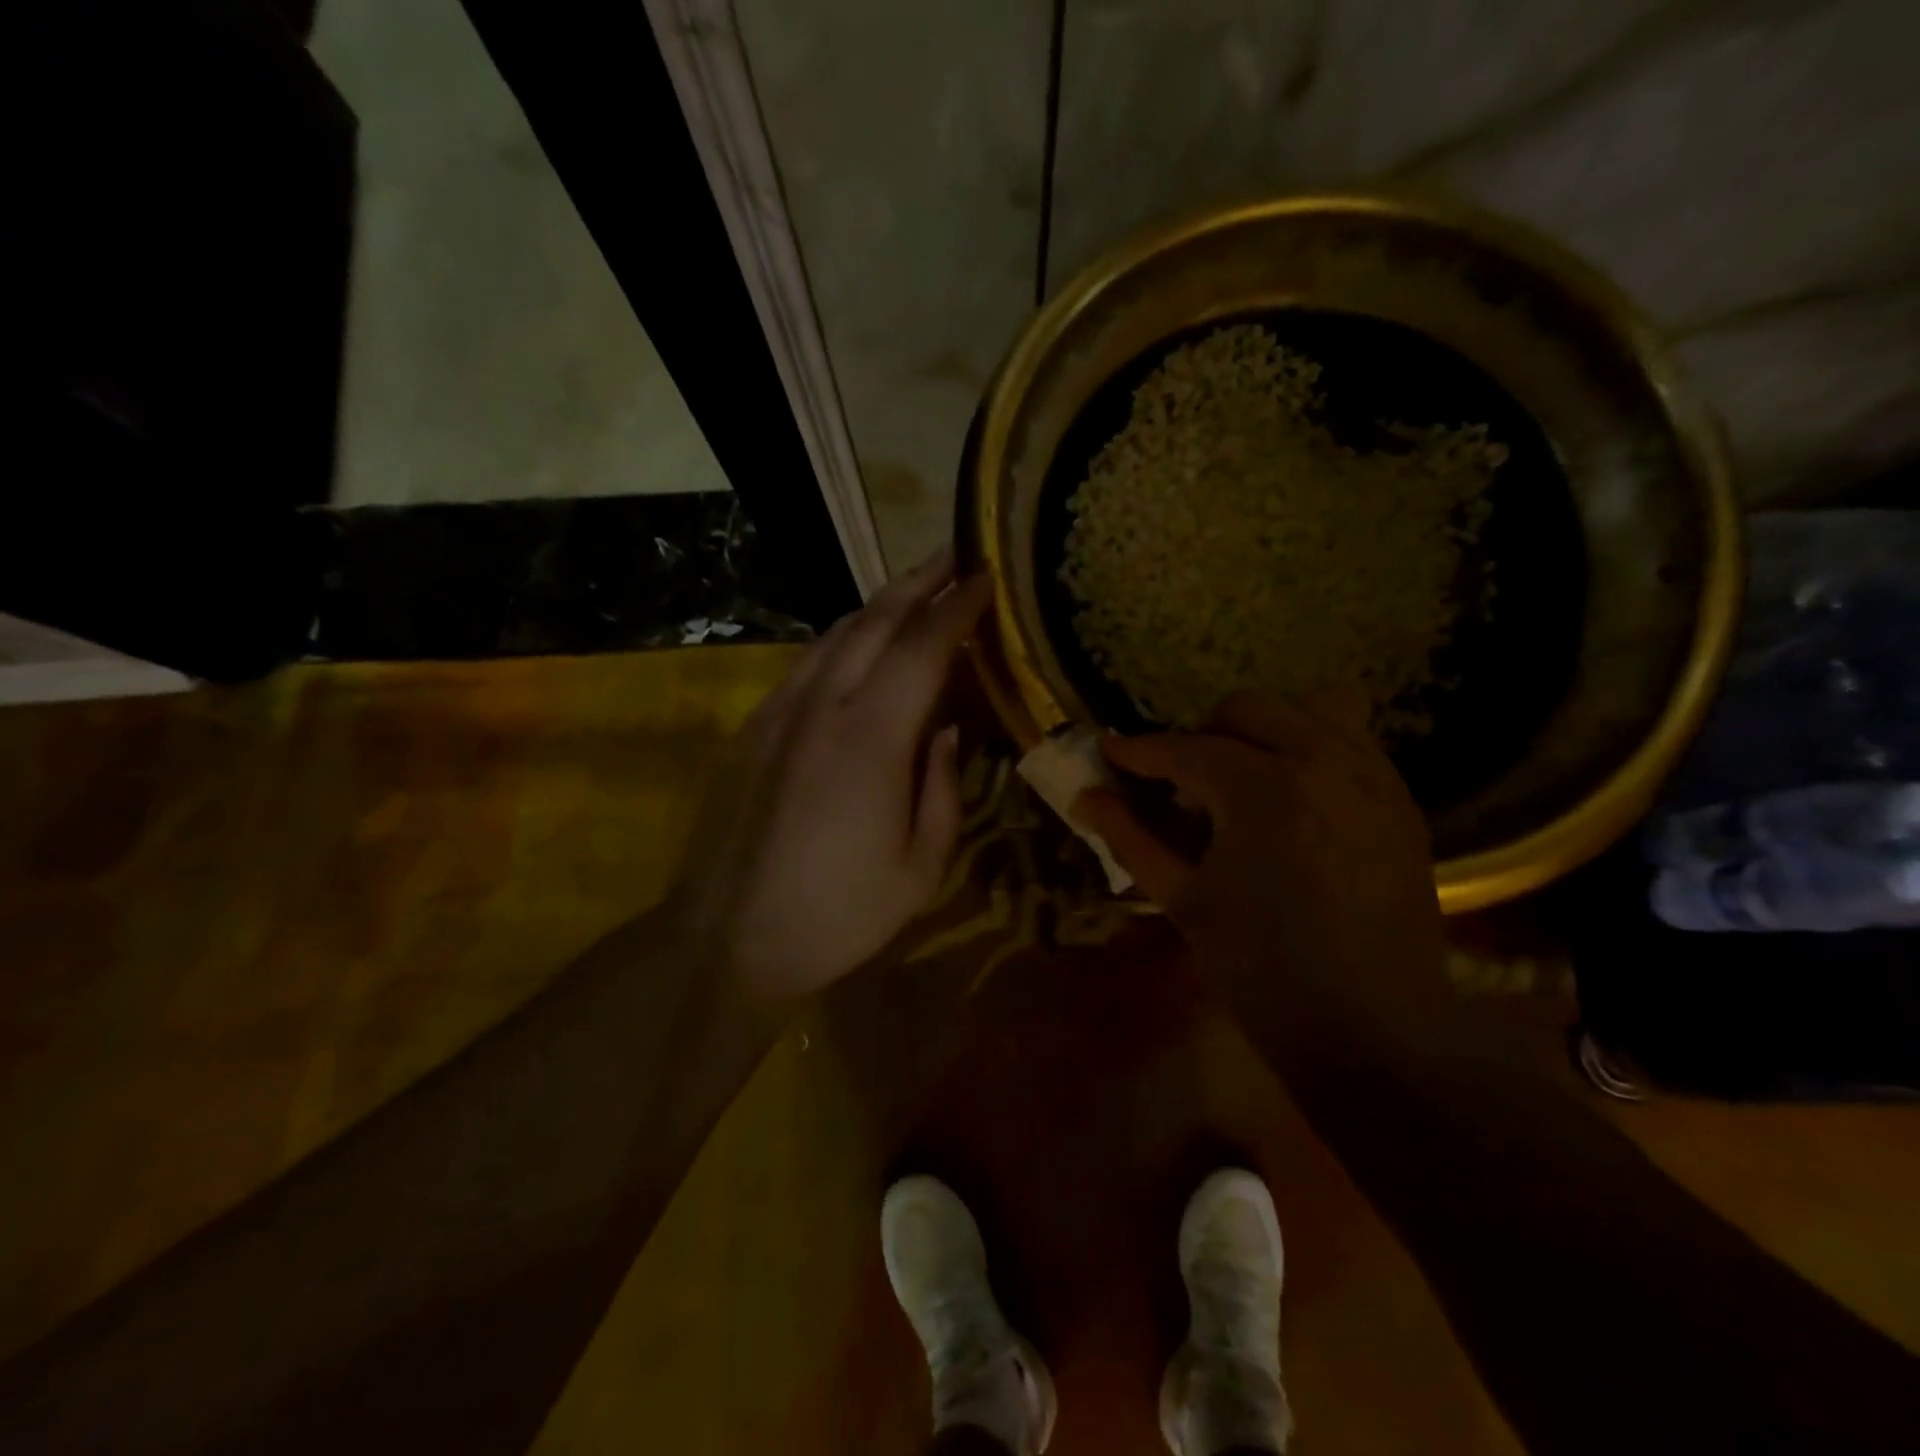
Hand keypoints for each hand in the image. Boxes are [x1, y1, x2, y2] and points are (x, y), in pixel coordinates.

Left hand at [664, 552, 991, 1010]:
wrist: (724, 940)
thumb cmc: (837, 914)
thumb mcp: (919, 867)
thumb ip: (942, 787)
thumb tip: (947, 730)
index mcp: (871, 738)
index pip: (923, 646)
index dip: (958, 606)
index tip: (986, 576)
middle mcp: (821, 706)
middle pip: (873, 620)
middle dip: (918, 581)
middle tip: (954, 556)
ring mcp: (778, 713)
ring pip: (834, 635)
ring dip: (878, 605)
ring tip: (914, 592)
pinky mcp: (752, 729)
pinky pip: (806, 664)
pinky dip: (843, 640)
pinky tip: (858, 648)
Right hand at [1072, 692, 1444, 993]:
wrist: (1373, 1031)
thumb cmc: (1262, 970)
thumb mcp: (1184, 900)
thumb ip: (1131, 838)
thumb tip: (1086, 798)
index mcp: (1261, 788)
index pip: (1184, 749)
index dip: (1139, 751)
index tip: (1112, 754)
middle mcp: (1322, 761)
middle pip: (1247, 710)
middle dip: (1203, 737)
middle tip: (1185, 786)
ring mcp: (1372, 777)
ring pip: (1311, 707)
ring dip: (1265, 731)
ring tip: (1245, 780)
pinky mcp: (1400, 801)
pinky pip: (1352, 742)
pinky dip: (1313, 749)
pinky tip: (1294, 800)